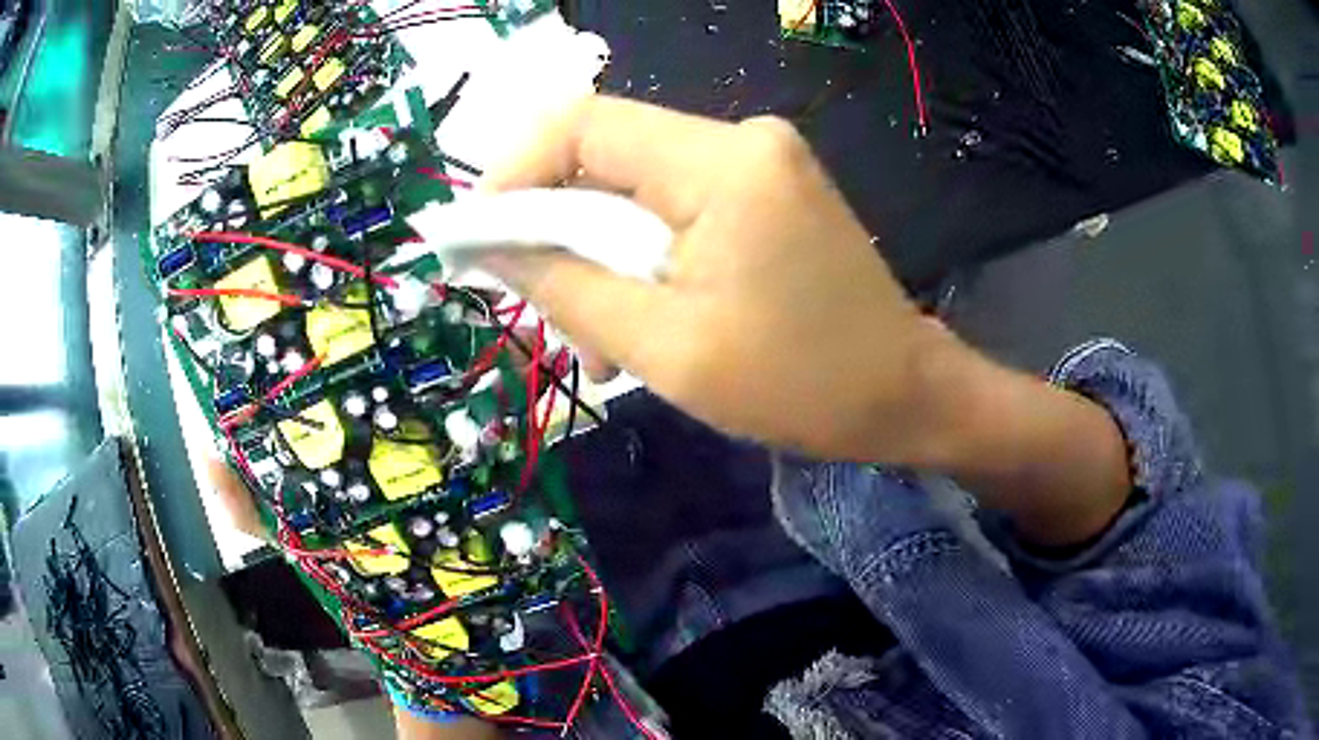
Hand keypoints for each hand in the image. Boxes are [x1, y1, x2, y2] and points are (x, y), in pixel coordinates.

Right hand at [481, 95, 1132, 544]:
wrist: (904, 395)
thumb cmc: (799, 385)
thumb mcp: (664, 346)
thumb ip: (562, 285)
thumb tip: (488, 245)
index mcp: (722, 163)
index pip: (581, 125)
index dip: (514, 173)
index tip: (479, 239)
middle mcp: (742, 138)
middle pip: (607, 156)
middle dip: (560, 232)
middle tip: (550, 314)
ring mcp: (761, 160)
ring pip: (635, 187)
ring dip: (601, 256)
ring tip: (601, 342)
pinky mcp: (768, 188)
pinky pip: (675, 204)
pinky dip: (643, 255)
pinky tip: (645, 316)